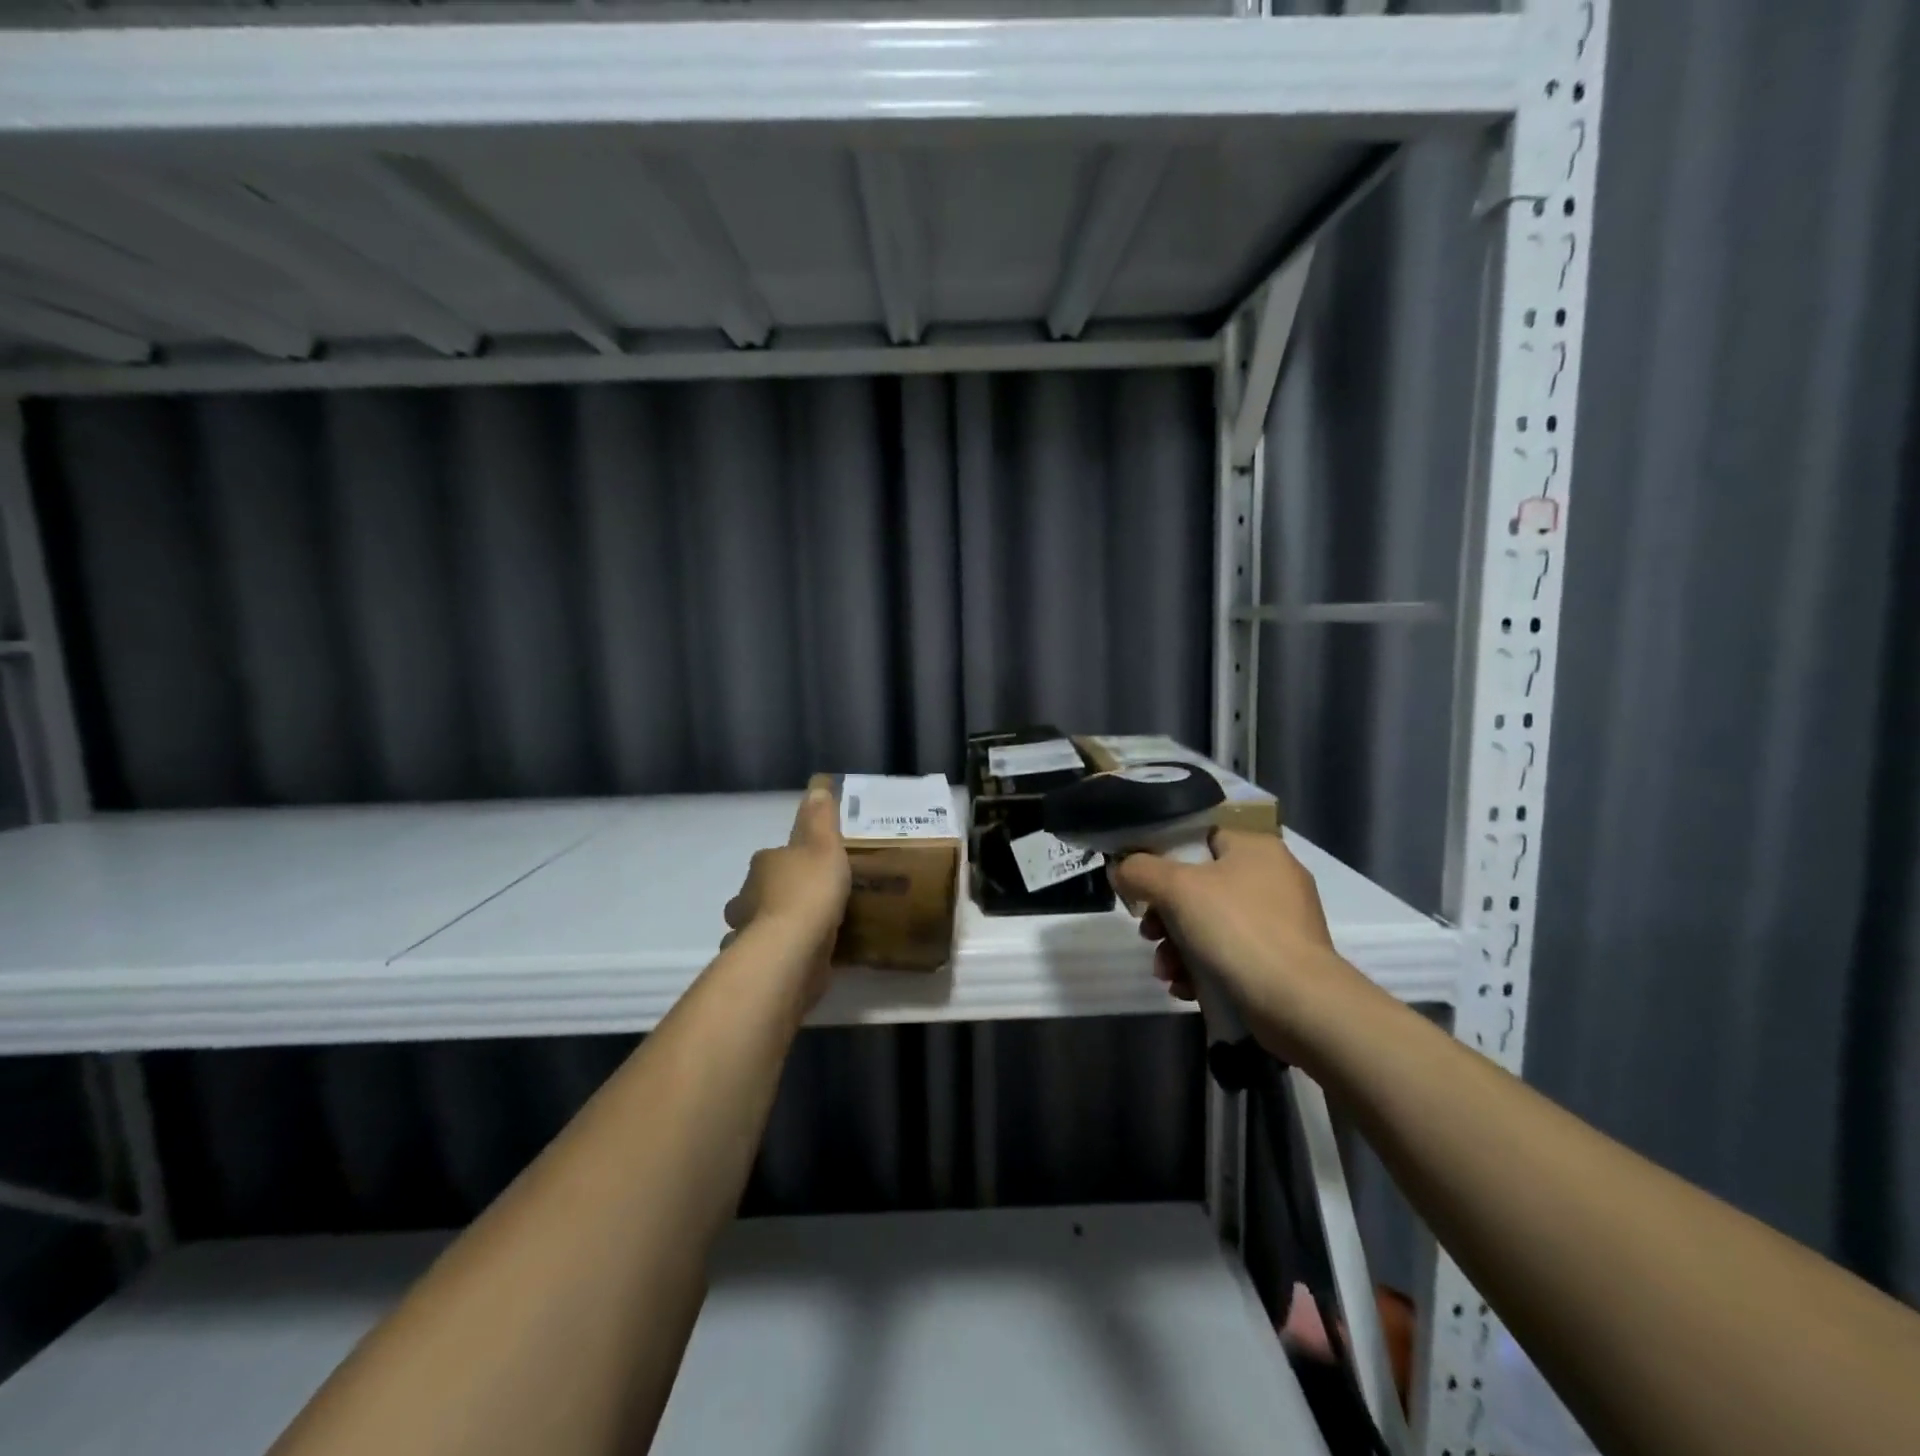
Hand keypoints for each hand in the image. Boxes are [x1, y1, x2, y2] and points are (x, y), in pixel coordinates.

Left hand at [722, 788, 852, 1006]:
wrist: (792, 949)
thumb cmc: (810, 889)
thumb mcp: (825, 844)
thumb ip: (821, 817)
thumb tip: (817, 784)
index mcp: (764, 864)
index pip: (772, 857)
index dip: (789, 861)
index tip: (810, 868)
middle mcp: (746, 896)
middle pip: (758, 893)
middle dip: (774, 896)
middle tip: (808, 902)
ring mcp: (747, 933)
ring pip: (756, 926)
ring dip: (773, 927)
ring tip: (806, 934)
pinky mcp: (757, 965)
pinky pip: (768, 957)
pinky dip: (778, 956)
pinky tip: (800, 961)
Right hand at [1109, 830, 1370, 1064]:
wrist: (1300, 1005)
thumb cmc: (1238, 930)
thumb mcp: (1176, 888)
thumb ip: (1140, 870)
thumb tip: (1121, 869)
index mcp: (1255, 847)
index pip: (1198, 838)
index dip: (1162, 858)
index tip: (1141, 887)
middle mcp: (1273, 877)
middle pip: (1198, 886)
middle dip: (1165, 916)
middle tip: (1149, 936)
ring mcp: (1281, 921)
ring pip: (1210, 924)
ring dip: (1178, 947)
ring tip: (1166, 972)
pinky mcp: (1282, 960)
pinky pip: (1230, 953)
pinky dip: (1204, 968)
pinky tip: (1186, 988)